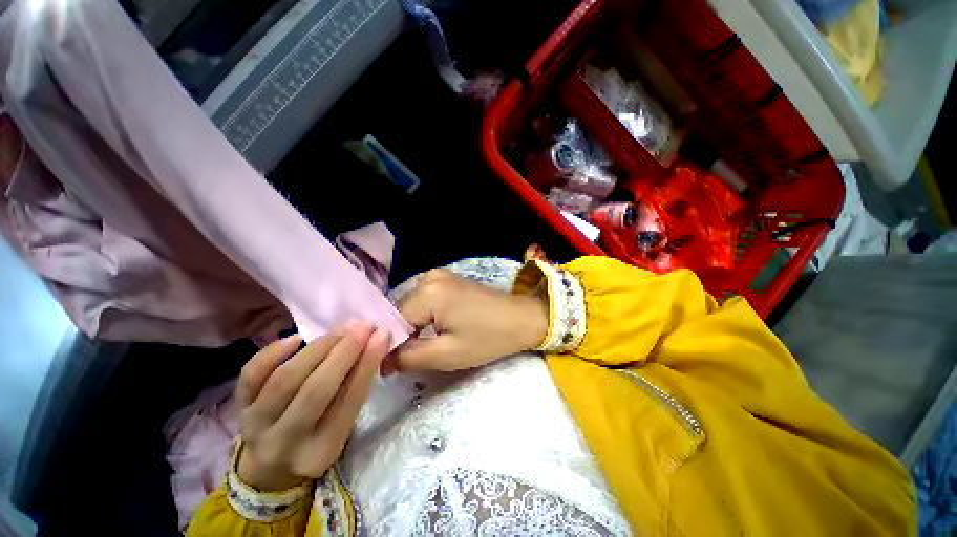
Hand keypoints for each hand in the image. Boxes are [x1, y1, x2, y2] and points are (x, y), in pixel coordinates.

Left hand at [235, 322, 389, 490]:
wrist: (268, 468)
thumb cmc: (317, 441)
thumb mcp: (342, 427)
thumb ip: (355, 389)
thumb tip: (373, 344)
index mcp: (321, 450)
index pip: (349, 401)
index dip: (367, 364)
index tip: (382, 335)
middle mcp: (285, 442)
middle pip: (316, 390)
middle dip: (344, 352)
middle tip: (363, 326)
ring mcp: (256, 424)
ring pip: (286, 379)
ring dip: (318, 348)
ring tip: (341, 329)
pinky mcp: (238, 407)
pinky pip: (251, 375)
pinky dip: (273, 352)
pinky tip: (297, 338)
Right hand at [383, 269, 548, 373]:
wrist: (521, 318)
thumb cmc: (488, 338)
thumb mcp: (447, 354)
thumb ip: (408, 357)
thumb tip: (382, 361)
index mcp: (428, 292)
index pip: (393, 322)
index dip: (391, 346)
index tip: (392, 367)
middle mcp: (429, 277)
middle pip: (401, 311)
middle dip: (403, 336)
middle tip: (411, 359)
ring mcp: (438, 275)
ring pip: (412, 306)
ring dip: (413, 327)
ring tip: (425, 345)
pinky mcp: (447, 279)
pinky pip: (424, 300)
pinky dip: (424, 316)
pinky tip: (434, 329)